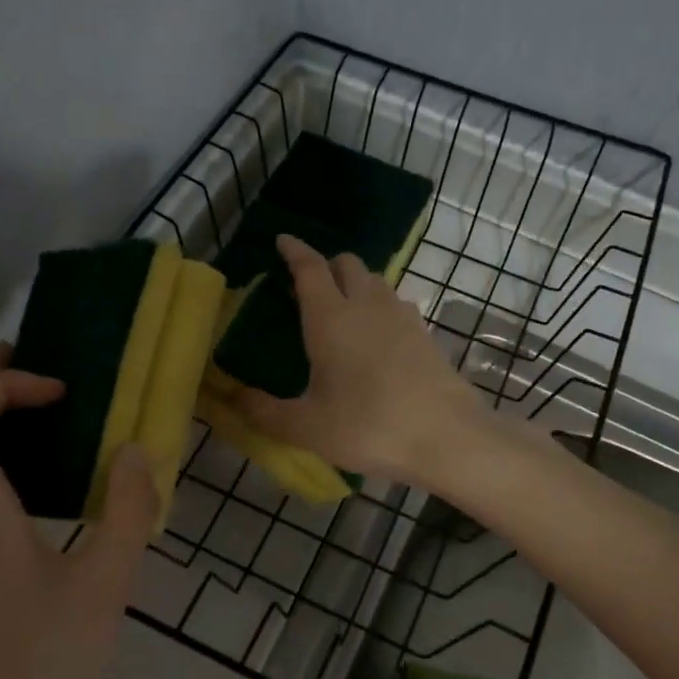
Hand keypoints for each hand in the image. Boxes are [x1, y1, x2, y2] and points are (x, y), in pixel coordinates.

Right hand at [234, 234, 489, 486]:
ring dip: (355, 283)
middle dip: (326, 265)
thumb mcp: (307, 427)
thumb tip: (233, 397)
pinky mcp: (425, 333)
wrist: (446, 438)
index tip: (283, 240)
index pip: (310, 268)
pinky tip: (375, 336)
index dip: (294, 251)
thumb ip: (264, 411)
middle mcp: (367, 306)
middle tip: (309, 287)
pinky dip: (379, 306)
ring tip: (341, 311)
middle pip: (347, 264)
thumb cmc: (368, 427)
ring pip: (375, 281)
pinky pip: (396, 303)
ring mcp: (402, 316)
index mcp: (330, 318)